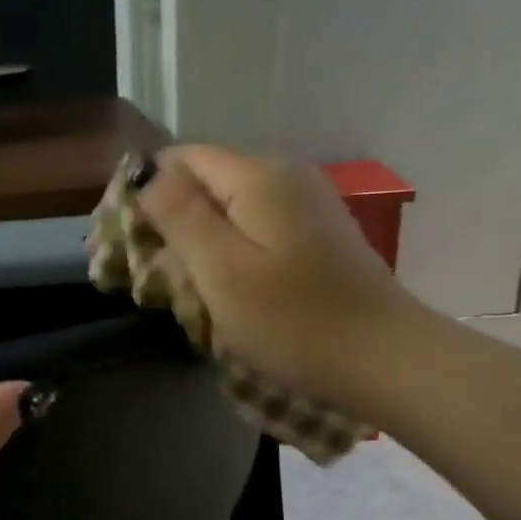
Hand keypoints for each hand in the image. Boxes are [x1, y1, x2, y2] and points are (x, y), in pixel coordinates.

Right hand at [138, 145, 426, 417]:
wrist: (385, 360)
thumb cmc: (294, 321)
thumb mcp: (221, 271)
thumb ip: (180, 216)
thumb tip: (149, 175)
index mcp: (259, 176)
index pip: (182, 159)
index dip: (150, 193)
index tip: (134, 244)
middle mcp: (286, 176)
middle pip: (208, 181)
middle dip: (176, 221)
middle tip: (161, 277)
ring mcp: (309, 204)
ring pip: (232, 208)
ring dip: (204, 242)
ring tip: (193, 290)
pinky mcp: (320, 234)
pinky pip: (259, 227)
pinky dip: (235, 252)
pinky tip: (234, 290)